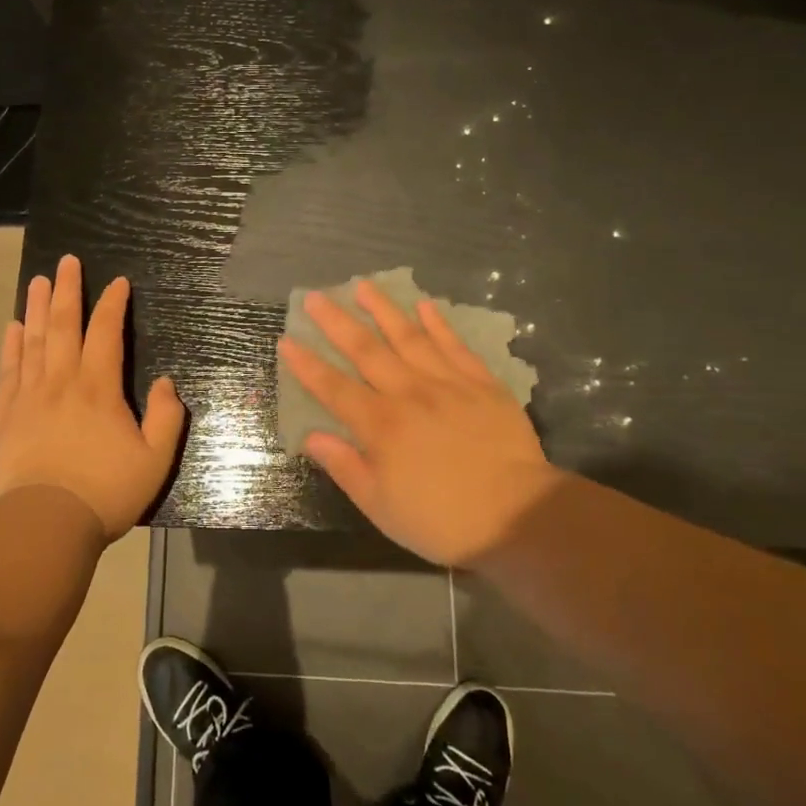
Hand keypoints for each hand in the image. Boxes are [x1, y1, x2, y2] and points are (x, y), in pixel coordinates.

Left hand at [0, 254, 185, 539]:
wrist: (46, 523)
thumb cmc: (106, 491)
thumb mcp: (155, 459)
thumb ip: (167, 417)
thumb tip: (167, 382)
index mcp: (98, 387)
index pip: (106, 332)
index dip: (112, 304)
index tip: (117, 282)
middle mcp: (62, 381)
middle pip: (63, 325)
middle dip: (67, 290)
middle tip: (66, 261)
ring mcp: (29, 396)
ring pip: (33, 340)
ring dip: (37, 307)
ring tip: (38, 281)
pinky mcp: (6, 415)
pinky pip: (8, 371)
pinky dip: (11, 346)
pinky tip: (12, 328)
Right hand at [279, 279, 562, 565]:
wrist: (518, 516)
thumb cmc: (441, 520)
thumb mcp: (381, 506)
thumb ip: (345, 466)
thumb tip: (311, 435)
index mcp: (380, 425)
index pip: (334, 388)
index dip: (308, 364)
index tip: (287, 339)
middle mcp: (409, 393)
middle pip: (366, 351)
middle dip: (336, 322)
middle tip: (315, 296)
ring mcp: (447, 383)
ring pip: (409, 337)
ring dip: (383, 309)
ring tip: (363, 285)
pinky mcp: (482, 383)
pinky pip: (454, 346)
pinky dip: (438, 324)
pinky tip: (424, 305)